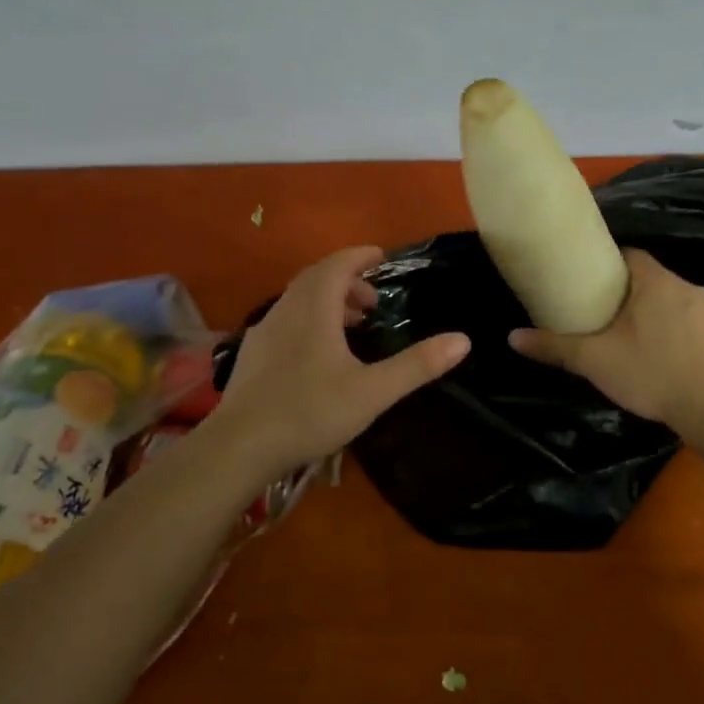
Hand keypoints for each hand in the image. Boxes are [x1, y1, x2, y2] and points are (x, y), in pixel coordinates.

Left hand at [209, 246, 470, 478]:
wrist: (239, 446)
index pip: (338, 264)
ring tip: (352, 326)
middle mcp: (286, 309)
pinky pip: (285, 319)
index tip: (381, 257)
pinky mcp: (252, 353)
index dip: (360, 256)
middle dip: (347, 280)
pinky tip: (317, 352)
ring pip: (299, 299)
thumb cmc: (309, 412)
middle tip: (373, 301)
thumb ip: (417, 365)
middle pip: (317, 278)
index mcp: (314, 308)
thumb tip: (463, 340)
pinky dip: (308, 319)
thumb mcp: (372, 392)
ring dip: (327, 301)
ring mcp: (264, 331)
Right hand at [509, 248, 703, 434]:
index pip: (631, 256)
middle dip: (638, 295)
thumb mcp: (594, 361)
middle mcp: (689, 286)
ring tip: (649, 342)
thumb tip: (512, 337)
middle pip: (656, 280)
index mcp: (655, 282)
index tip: (598, 284)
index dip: (613, 266)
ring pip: (683, 303)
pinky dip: (694, 336)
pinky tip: (682, 359)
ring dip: (667, 315)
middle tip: (616, 320)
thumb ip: (554, 347)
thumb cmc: (650, 373)